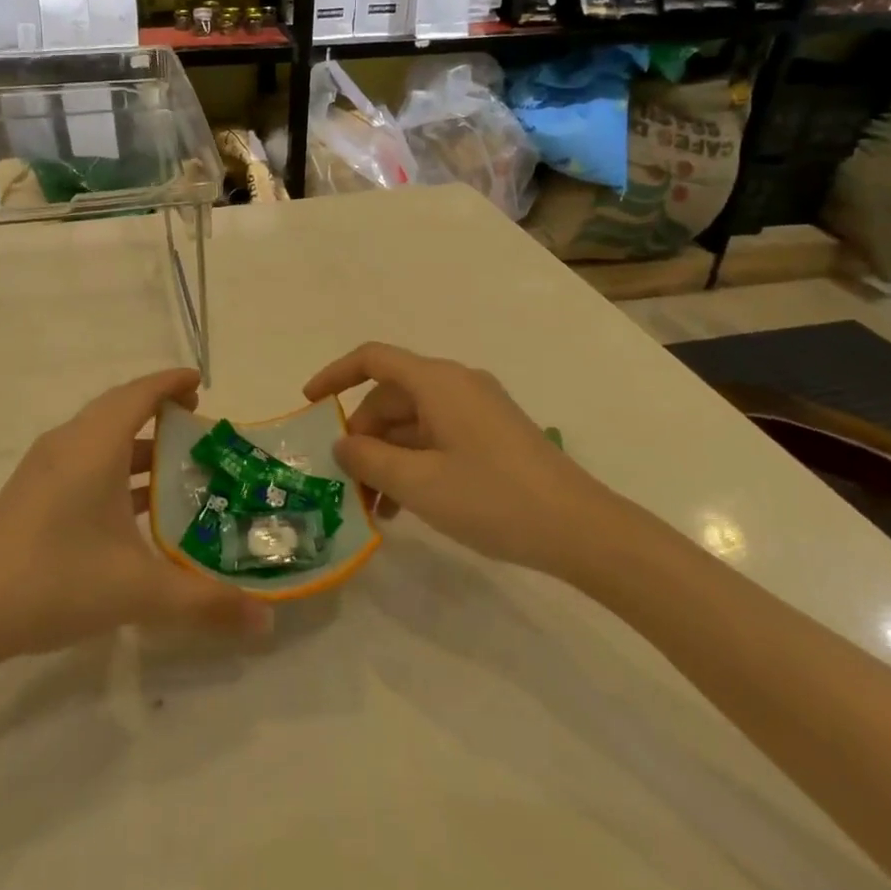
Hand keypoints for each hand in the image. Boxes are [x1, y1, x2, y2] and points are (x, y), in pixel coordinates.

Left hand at [0, 369, 273, 660]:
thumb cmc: (54, 580)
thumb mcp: (138, 591)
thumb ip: (205, 604)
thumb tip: (267, 624)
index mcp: (94, 445)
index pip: (139, 393)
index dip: (171, 383)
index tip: (202, 386)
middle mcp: (68, 444)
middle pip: (120, 408)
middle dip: (160, 411)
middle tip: (199, 429)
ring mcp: (44, 468)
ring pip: (100, 437)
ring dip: (138, 444)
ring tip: (177, 470)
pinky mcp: (31, 494)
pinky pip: (84, 461)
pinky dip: (116, 468)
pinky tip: (133, 509)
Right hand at [303, 343, 614, 576]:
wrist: (582, 530)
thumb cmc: (493, 498)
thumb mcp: (419, 483)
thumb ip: (369, 459)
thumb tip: (342, 444)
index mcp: (437, 381)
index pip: (372, 359)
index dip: (335, 375)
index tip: (308, 404)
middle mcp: (457, 384)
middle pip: (391, 396)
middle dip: (363, 436)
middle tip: (348, 483)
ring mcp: (478, 410)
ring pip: (414, 422)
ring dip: (388, 457)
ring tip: (376, 508)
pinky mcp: (493, 435)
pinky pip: (438, 437)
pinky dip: (415, 463)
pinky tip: (408, 507)